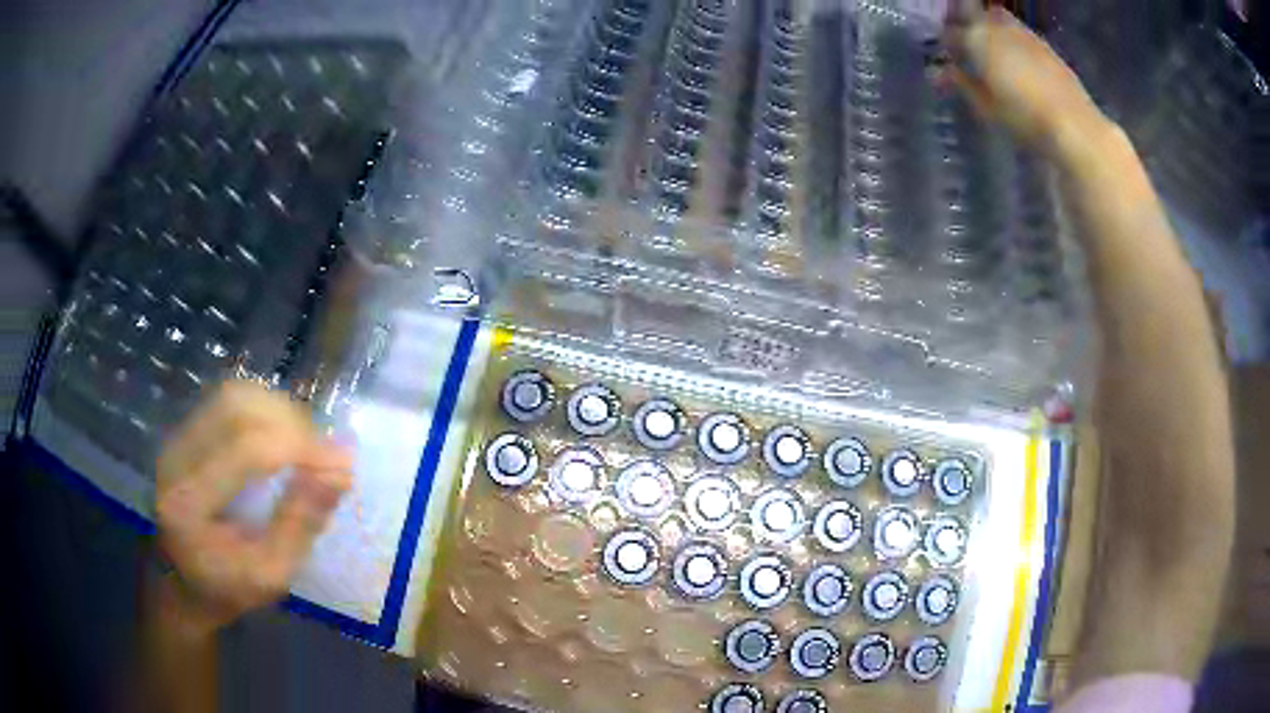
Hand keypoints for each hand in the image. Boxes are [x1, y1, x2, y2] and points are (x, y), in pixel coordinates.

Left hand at [155, 381, 352, 638]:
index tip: (343, 464)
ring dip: (279, 412)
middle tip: (324, 455)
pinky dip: (265, 410)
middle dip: (290, 423)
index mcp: (189, 503)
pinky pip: (229, 401)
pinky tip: (283, 438)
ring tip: (306, 446)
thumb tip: (341, 472)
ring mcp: (177, 438)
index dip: (298, 447)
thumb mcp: (271, 575)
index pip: (246, 449)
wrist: (184, 579)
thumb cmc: (229, 588)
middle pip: (237, 409)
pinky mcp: (185, 430)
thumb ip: (301, 524)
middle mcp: (176, 458)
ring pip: (235, 396)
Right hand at [947, 5, 1113, 161]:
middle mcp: (997, 27)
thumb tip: (938, 72)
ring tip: (992, 51)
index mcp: (977, 39)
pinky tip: (1017, 60)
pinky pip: (1019, 32)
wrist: (1074, 125)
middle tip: (966, 47)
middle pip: (973, 15)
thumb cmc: (1025, 119)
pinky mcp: (1045, 45)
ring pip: (997, 19)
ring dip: (990, 29)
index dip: (945, 46)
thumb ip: (961, 84)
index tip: (945, 60)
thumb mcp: (986, 108)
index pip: (950, 34)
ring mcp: (1024, 33)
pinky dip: (1012, 40)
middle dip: (966, 26)